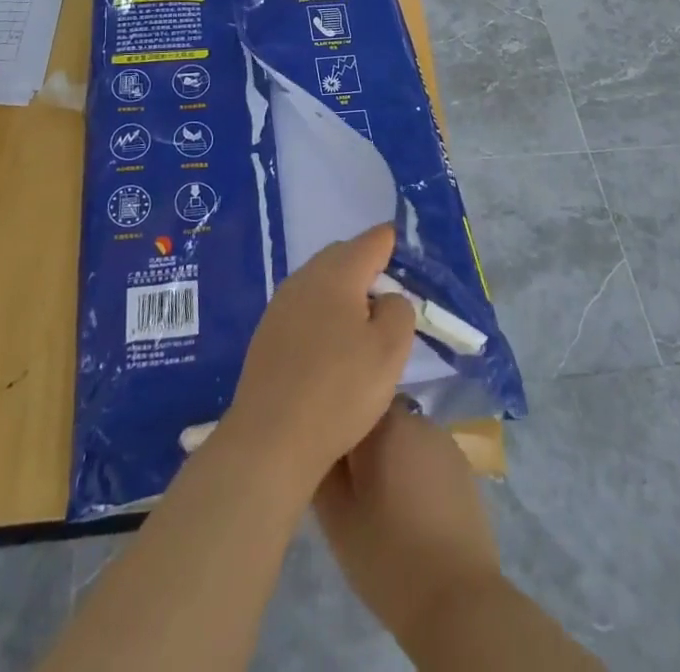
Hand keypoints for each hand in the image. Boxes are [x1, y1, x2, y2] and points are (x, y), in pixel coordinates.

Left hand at [219, 223, 415, 496]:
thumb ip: (399, 310)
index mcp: (338, 271)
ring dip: (345, 292)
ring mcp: (281, 303)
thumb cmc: (339, 390)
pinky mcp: (268, 331)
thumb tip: (387, 297)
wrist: (270, 439)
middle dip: (369, 267)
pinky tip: (332, 347)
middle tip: (392, 298)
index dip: (395, 242)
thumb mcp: (390, 351)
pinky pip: (305, 306)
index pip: (374, 239)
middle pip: (344, 255)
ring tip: (364, 326)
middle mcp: (306, 276)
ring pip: (322, 280)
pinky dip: (324, 313)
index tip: (412, 256)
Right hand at [314, 399, 501, 645]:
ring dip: (391, 458)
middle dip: (364, 445)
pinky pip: (427, 456)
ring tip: (384, 503)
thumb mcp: (336, 518)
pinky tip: (413, 511)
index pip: (350, 404)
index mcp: (384, 423)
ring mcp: (444, 440)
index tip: (330, 465)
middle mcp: (416, 419)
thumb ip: (322, 469)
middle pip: (378, 419)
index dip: (337, 431)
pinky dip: (416, 473)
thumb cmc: (388, 556)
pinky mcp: (464, 466)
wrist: (458, 600)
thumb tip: (319, 443)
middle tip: (354, 490)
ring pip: (404, 438)